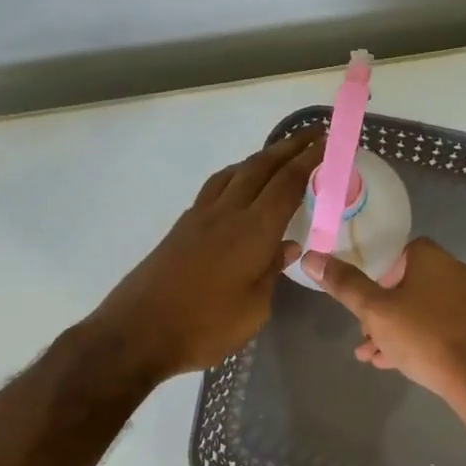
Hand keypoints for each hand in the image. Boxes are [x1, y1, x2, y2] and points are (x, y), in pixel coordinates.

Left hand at [90, 130, 322, 380]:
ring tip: (277, 156)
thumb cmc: (205, 326)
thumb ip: (271, 272)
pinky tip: (237, 187)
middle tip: (311, 134)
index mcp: (253, 230)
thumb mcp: (254, 309)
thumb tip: (287, 247)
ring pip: (234, 173)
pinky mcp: (181, 228)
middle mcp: (227, 213)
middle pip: (260, 167)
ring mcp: (200, 217)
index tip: (327, 142)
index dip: (309, 160)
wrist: (138, 331)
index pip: (287, 184)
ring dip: (259, 158)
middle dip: (289, 148)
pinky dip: (234, 176)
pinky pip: (214, 188)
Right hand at [303, 238, 465, 426]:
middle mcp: (457, 273)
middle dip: (381, 308)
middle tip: (364, 331)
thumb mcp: (376, 311)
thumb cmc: (426, 337)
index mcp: (433, 258)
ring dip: (395, 328)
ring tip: (370, 354)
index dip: (376, 272)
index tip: (361, 296)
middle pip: (409, 283)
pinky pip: (440, 328)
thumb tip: (311, 257)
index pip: (399, 252)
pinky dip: (418, 340)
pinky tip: (396, 364)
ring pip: (423, 310)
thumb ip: (345, 285)